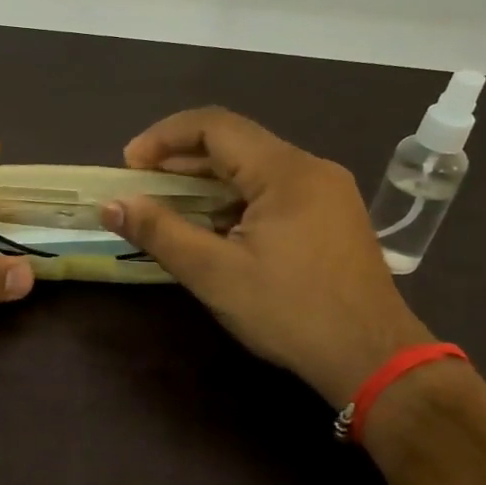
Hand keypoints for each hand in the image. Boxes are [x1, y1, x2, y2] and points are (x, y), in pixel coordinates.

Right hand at [103, 107, 431, 403]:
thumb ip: (160, 232)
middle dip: (181, 158)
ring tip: (170, 206)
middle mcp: (310, 168)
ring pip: (255, 166)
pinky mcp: (333, 216)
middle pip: (235, 142)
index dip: (163, 137)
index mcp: (285, 171)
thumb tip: (111, 205)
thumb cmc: (290, 312)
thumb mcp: (215, 274)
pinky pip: (274, 189)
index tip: (129, 164)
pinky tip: (215, 227)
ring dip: (207, 180)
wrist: (374, 359)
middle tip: (141, 185)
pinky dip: (235, 197)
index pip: (214, 125)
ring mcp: (328, 192)